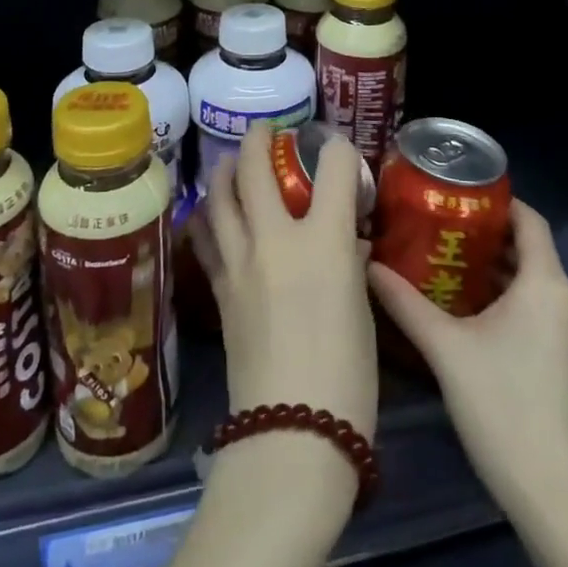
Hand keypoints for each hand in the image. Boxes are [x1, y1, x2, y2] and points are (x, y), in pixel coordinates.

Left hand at [188, 123, 378, 442]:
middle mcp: (276, 237)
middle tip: (266, 131)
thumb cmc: (347, 376)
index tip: (337, 150)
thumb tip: (345, 242)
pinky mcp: (219, 288)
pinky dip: (206, 216)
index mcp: (325, 240)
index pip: (333, 166)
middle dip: (260, 137)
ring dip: (225, 169)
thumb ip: (349, 262)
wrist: (290, 434)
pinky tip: (209, 213)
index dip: (338, 149)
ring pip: (219, 193)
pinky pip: (205, 236)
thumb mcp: (362, 309)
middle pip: (256, 164)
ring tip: (231, 162)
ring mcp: (240, 261)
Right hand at [367, 200, 567, 517]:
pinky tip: (476, 317)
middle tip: (441, 231)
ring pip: (537, 285)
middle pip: (531, 251)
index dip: (498, 202)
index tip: (458, 196)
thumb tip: (368, 264)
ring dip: (499, 273)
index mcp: (547, 284)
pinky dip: (514, 302)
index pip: (530, 220)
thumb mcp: (445, 348)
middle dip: (488, 239)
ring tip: (450, 268)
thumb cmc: (502, 406)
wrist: (556, 497)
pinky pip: (544, 313)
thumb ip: (404, 302)